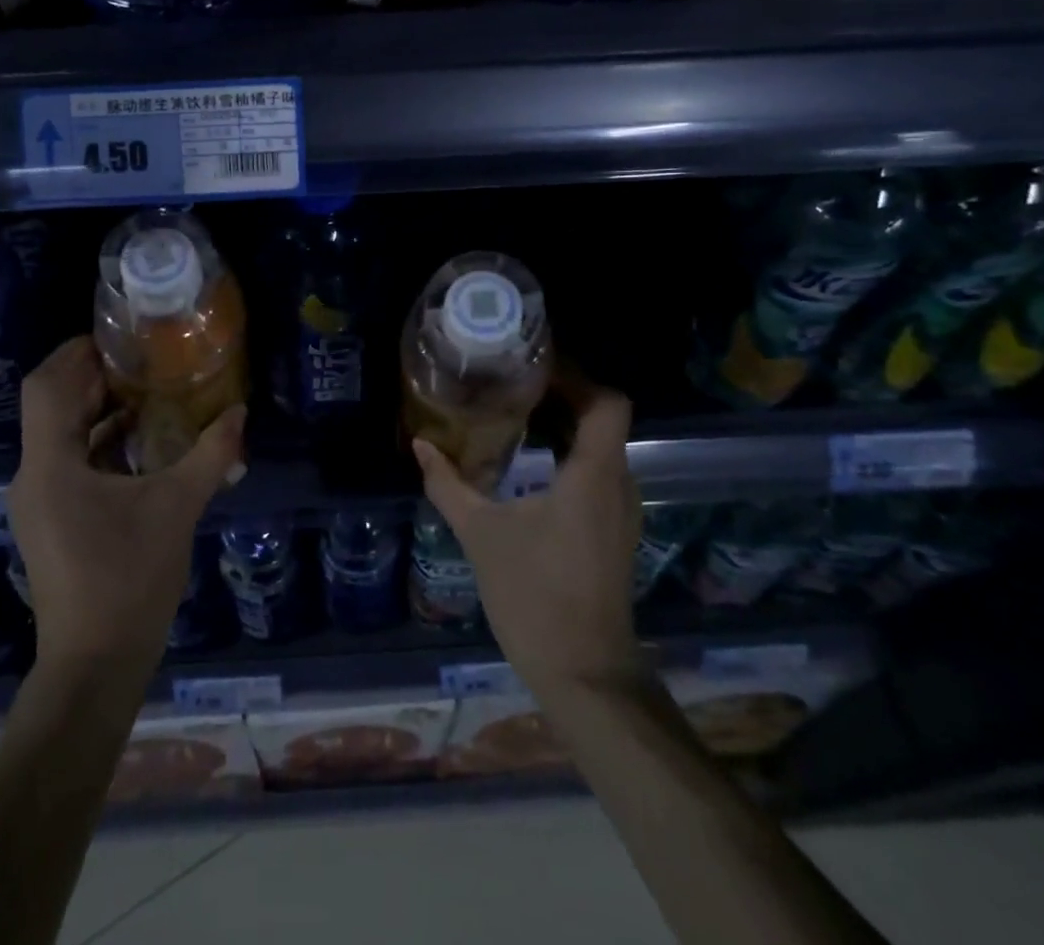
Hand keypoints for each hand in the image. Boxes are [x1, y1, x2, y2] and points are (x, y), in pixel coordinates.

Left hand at [11, 337, 245, 678]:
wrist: (95, 665)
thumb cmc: (129, 579)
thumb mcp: (178, 507)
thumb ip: (211, 454)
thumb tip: (240, 411)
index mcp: (50, 465)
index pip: (45, 386)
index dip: (75, 353)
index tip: (117, 337)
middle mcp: (33, 476)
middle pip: (52, 406)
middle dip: (93, 377)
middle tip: (143, 358)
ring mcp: (39, 501)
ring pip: (61, 435)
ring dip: (98, 410)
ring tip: (148, 391)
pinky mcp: (52, 521)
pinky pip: (69, 462)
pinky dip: (99, 443)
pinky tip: (141, 443)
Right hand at [414, 373, 642, 696]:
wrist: (584, 674)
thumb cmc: (534, 596)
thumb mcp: (481, 535)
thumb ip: (449, 484)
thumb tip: (421, 444)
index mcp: (593, 475)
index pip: (608, 403)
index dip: (578, 377)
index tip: (535, 368)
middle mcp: (618, 484)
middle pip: (603, 419)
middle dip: (563, 396)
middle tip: (514, 384)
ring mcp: (622, 511)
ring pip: (602, 447)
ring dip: (566, 426)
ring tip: (517, 415)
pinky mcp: (615, 531)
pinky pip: (598, 473)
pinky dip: (570, 455)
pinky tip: (531, 465)